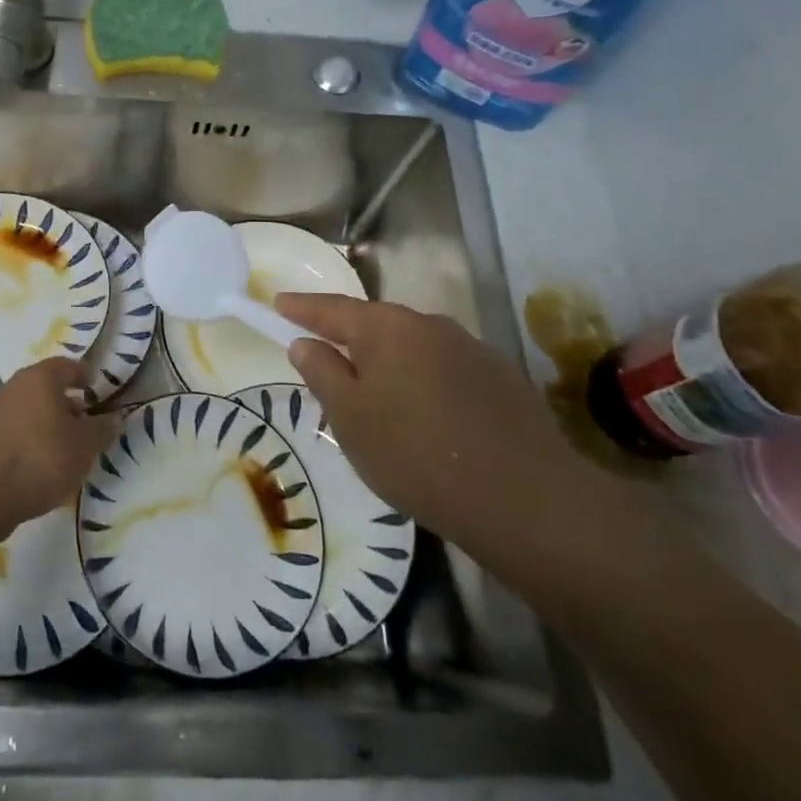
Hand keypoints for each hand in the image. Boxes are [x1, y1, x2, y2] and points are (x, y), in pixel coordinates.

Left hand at [0, 357, 120, 528]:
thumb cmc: (40, 458)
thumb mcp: (84, 446)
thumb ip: (103, 429)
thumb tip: (115, 417)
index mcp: (41, 377)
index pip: (69, 366)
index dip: (86, 378)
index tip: (98, 395)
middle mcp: (15, 385)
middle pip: (46, 387)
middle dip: (66, 403)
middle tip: (85, 424)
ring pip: (28, 410)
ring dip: (46, 423)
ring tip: (64, 449)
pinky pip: (13, 431)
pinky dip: (28, 441)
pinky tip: (37, 465)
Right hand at [275, 294, 603, 559]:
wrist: (523, 497)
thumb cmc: (415, 453)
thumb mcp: (350, 419)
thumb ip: (322, 373)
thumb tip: (305, 342)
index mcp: (386, 328)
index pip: (332, 309)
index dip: (302, 307)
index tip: (277, 303)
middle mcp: (429, 324)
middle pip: (376, 325)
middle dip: (350, 339)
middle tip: (328, 361)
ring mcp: (470, 348)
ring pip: (414, 348)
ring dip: (392, 364)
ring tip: (381, 401)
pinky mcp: (501, 377)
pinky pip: (446, 370)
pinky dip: (427, 383)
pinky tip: (431, 419)